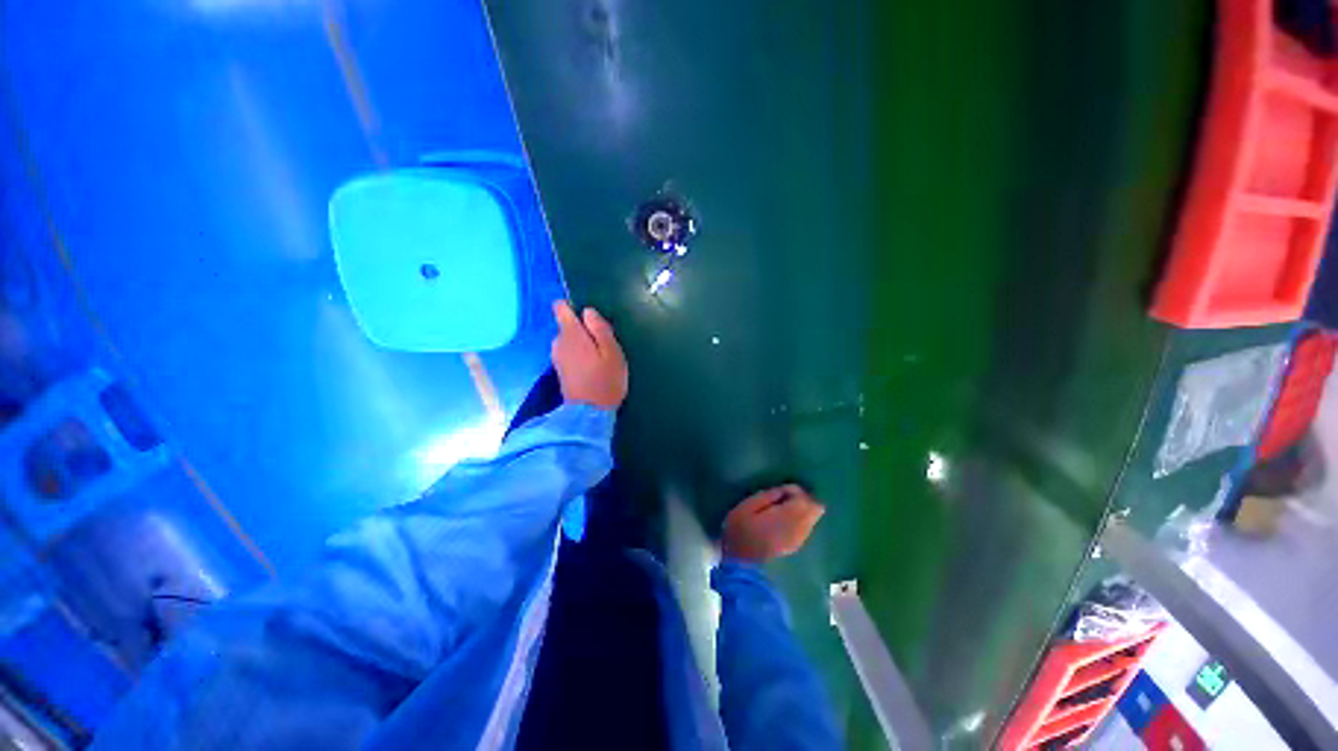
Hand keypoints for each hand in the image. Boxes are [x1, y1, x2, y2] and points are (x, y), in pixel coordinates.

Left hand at [551, 300, 627, 408]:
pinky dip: (580, 355)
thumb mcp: (612, 352)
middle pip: (568, 325)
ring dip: (583, 344)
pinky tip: (593, 368)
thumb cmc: (605, 380)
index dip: (574, 307)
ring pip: (570, 340)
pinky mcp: (560, 370)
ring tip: (601, 358)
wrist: (589, 414)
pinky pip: (570, 353)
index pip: (561, 308)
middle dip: (585, 329)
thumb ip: (600, 328)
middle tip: (605, 345)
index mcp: (571, 334)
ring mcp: (557, 357)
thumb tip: (588, 311)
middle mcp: (558, 342)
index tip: (591, 319)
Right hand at [722, 485, 824, 561]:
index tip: (778, 491)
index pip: (803, 498)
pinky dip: (799, 519)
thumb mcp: (746, 507)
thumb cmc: (740, 532)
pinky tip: (782, 521)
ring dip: (802, 509)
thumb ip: (766, 496)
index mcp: (787, 516)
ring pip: (813, 518)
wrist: (741, 565)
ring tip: (781, 509)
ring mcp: (799, 539)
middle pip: (817, 508)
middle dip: (803, 498)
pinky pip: (806, 527)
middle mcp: (799, 527)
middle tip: (784, 497)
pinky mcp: (796, 546)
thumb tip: (781, 491)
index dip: (793, 490)